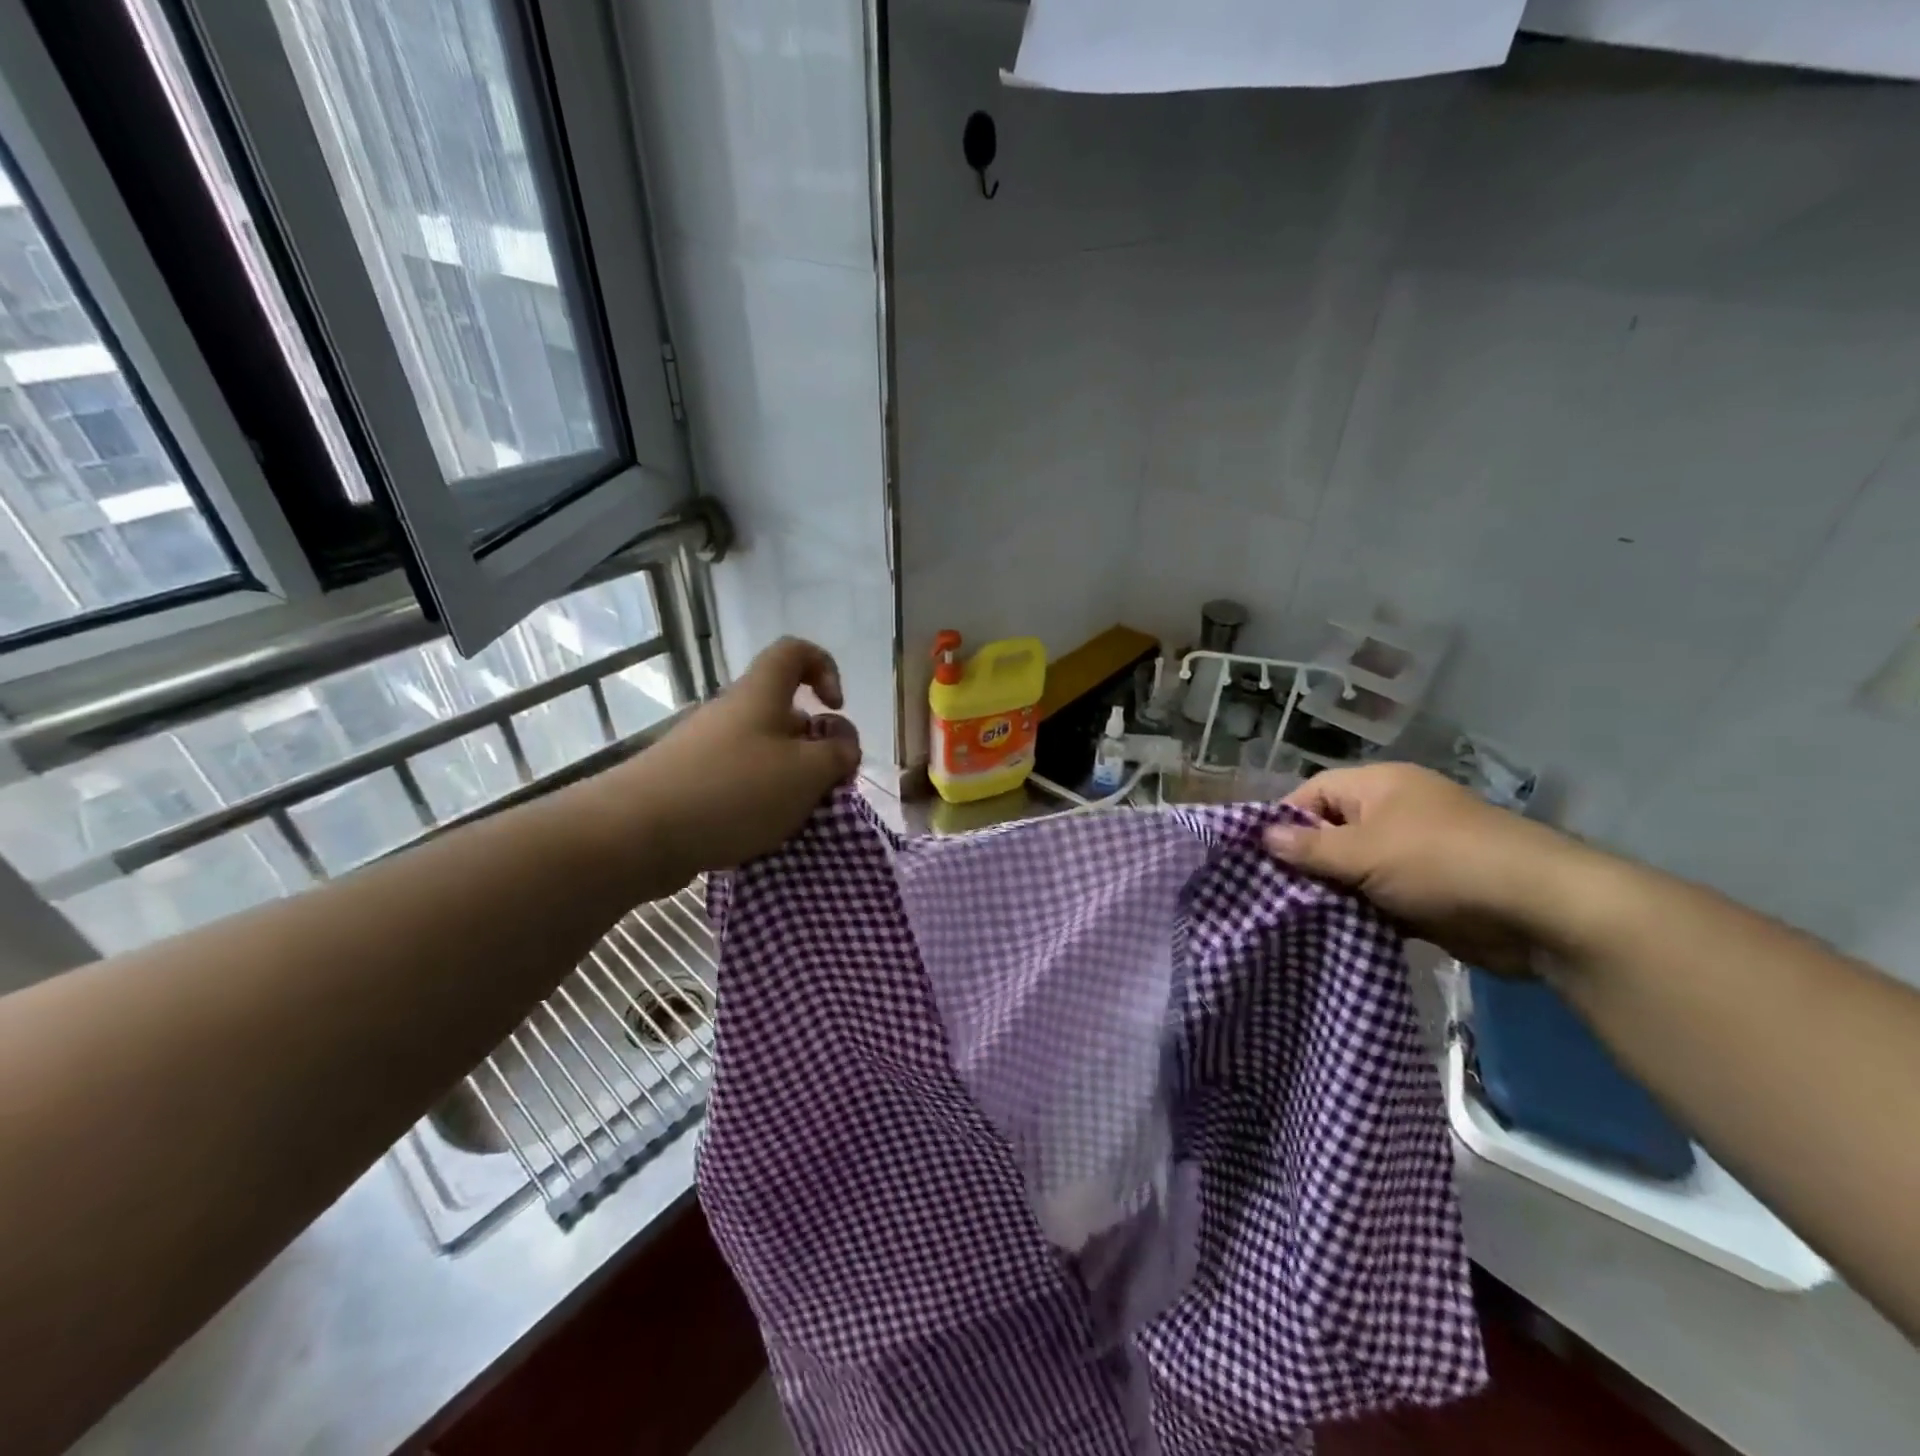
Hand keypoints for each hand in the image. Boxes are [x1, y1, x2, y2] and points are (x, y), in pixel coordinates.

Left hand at [615, 637, 861, 884]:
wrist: (637, 833)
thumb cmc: (734, 790)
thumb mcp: (807, 772)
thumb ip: (838, 754)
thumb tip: (842, 745)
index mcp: (761, 695)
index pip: (795, 652)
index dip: (824, 667)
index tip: (836, 707)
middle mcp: (732, 713)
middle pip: (785, 712)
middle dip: (815, 745)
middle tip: (826, 783)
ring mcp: (706, 748)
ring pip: (765, 752)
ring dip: (790, 779)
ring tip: (797, 818)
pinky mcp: (690, 782)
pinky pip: (739, 780)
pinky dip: (760, 801)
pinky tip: (762, 834)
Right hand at [1262, 763, 1585, 971]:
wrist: (1539, 911)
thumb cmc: (1440, 863)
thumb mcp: (1365, 852)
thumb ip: (1310, 847)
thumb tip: (1263, 836)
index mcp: (1379, 787)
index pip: (1313, 793)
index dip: (1284, 820)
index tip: (1256, 856)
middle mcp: (1392, 814)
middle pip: (1330, 832)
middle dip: (1303, 861)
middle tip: (1268, 892)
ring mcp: (1411, 854)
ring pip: (1352, 869)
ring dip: (1329, 891)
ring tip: (1289, 916)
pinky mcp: (1425, 893)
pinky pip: (1376, 897)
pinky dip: (1356, 912)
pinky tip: (1329, 931)